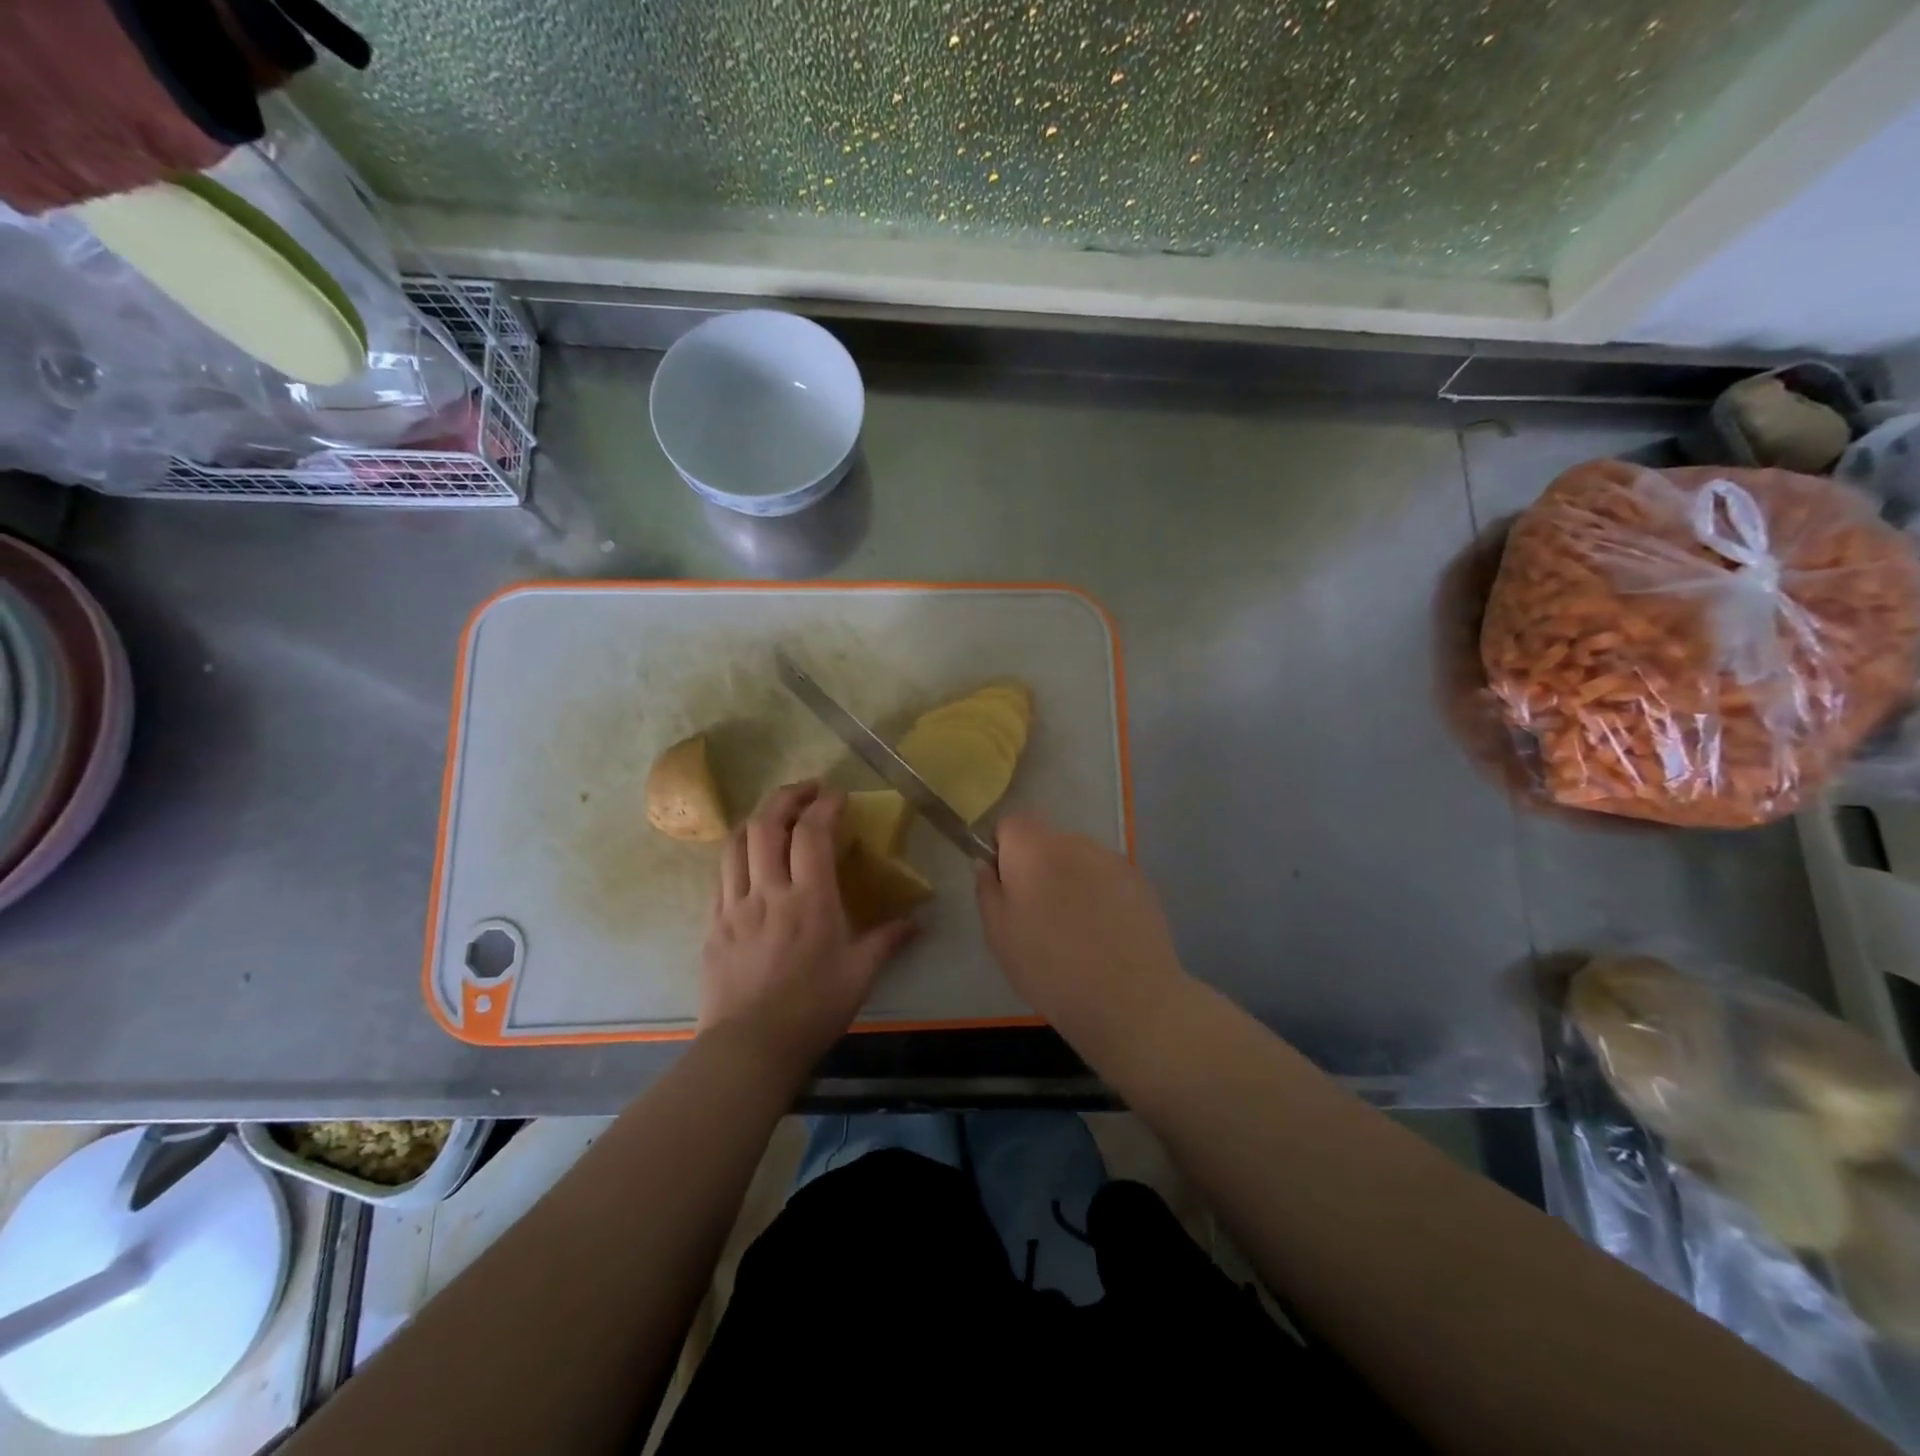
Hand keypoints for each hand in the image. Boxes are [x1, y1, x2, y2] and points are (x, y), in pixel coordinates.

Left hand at [698, 782, 916, 1075]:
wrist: (749, 1048)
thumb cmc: (812, 1009)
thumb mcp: (860, 975)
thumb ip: (888, 940)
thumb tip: (917, 922)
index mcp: (809, 899)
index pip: (812, 833)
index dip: (825, 805)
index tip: (839, 795)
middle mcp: (768, 892)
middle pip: (766, 824)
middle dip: (786, 796)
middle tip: (807, 790)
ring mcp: (734, 906)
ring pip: (736, 842)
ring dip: (757, 818)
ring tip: (776, 816)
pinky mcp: (713, 924)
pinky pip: (721, 874)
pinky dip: (738, 853)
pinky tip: (750, 860)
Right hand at [976, 814, 1186, 1036]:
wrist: (1129, 999)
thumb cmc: (1050, 968)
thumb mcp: (999, 935)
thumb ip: (987, 890)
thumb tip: (987, 864)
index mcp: (1033, 850)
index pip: (1011, 823)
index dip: (1003, 849)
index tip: (1006, 886)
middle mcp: (1073, 842)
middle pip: (1046, 841)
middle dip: (1037, 866)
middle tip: (1038, 915)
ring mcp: (1111, 859)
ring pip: (1078, 859)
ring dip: (1070, 879)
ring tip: (1076, 928)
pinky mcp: (1139, 880)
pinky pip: (1106, 877)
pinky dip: (1100, 894)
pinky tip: (1104, 932)